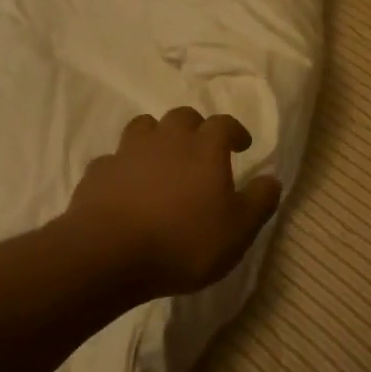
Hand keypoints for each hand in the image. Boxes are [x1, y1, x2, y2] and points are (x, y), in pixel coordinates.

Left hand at [67, 107, 282, 296]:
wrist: (108, 254)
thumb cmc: (183, 241)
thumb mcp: (238, 230)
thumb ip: (259, 202)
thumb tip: (273, 179)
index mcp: (204, 148)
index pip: (224, 124)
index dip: (235, 130)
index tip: (242, 144)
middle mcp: (166, 139)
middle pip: (183, 117)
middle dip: (195, 128)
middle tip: (201, 148)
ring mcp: (128, 152)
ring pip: (144, 127)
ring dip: (156, 137)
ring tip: (162, 158)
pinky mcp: (98, 173)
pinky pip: (113, 160)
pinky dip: (123, 168)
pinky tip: (125, 186)